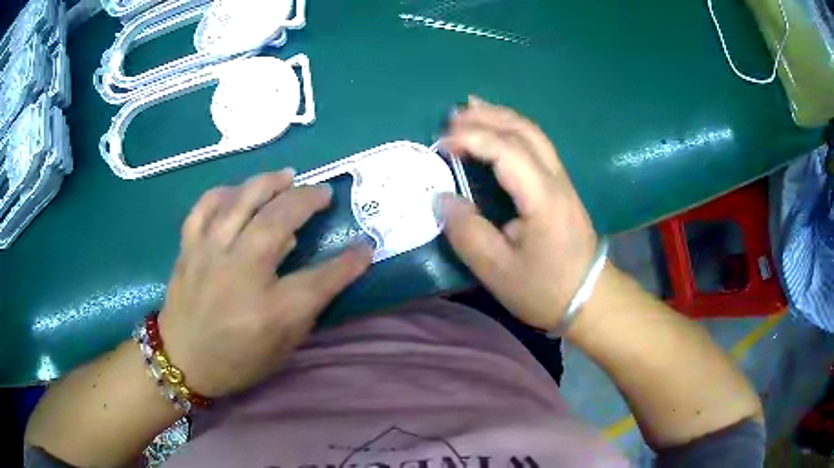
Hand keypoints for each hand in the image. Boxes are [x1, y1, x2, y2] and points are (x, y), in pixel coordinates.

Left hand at [158, 170, 371, 396]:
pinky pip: (205, 207)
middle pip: (279, 222)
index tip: (366, 247)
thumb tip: (322, 270)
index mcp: (270, 311)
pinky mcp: (189, 248)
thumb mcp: (282, 349)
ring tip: (288, 176)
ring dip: (269, 183)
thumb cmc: (237, 362)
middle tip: (324, 192)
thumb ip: (304, 308)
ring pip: (241, 202)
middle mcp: (240, 275)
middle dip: (307, 200)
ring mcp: (209, 256)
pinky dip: (224, 192)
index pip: (321, 279)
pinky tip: (238, 191)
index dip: (349, 262)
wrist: (182, 361)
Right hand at [439, 97, 598, 330]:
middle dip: (487, 117)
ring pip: (534, 134)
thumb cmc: (545, 289)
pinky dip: (513, 131)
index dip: (472, 139)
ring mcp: (563, 181)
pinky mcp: (562, 188)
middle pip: (524, 131)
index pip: (507, 150)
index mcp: (542, 197)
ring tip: (471, 109)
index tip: (441, 145)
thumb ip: (467, 232)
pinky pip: (537, 146)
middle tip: (451, 115)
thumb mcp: (497, 271)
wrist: (590, 299)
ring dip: (501, 117)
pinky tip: (499, 132)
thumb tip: (443, 198)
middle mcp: (556, 179)